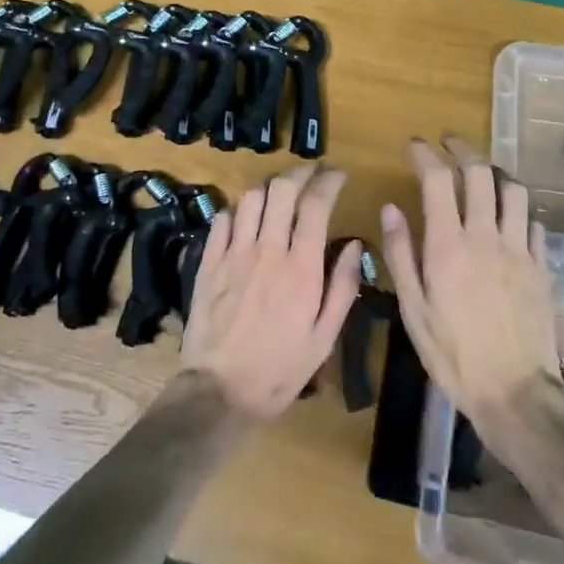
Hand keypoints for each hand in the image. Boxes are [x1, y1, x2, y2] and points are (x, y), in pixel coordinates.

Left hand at [179, 166, 362, 420]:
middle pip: (282, 189)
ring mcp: (234, 253)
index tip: (338, 175)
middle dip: (300, 172)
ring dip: (270, 187)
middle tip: (311, 173)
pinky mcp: (209, 262)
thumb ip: (343, 287)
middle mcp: (268, 250)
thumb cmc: (280, 369)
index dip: (329, 181)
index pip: (316, 204)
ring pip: (251, 198)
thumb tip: (354, 244)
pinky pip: (222, 219)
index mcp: (301, 268)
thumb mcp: (324, 337)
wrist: (220, 391)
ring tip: (280, 192)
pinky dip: (238, 210)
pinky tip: (246, 218)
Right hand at [381, 137, 563, 435]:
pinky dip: (519, 210)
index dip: (424, 154)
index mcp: (448, 245)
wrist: (514, 393)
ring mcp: (519, 249)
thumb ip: (401, 254)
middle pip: (479, 172)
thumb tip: (390, 209)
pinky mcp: (542, 266)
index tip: (413, 145)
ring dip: (495, 173)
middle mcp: (485, 236)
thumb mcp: (413, 309)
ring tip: (482, 172)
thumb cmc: (453, 354)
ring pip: (513, 190)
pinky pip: (534, 223)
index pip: (437, 179)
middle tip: (448, 143)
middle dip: (462, 149)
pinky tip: (510, 217)